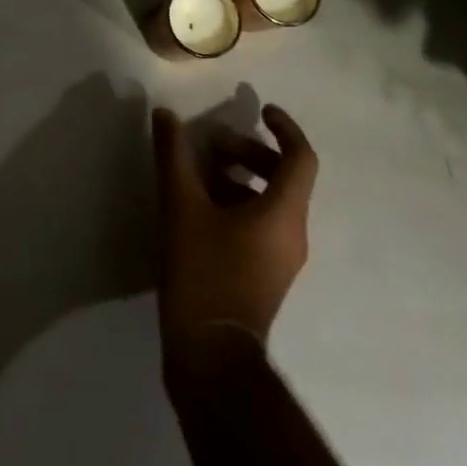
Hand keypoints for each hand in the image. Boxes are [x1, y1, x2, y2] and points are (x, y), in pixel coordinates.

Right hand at [150, 103, 318, 362]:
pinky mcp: (265, 276)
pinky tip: (197, 207)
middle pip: (282, 176)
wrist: (211, 356)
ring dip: (237, 177)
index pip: (301, 157)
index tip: (259, 108)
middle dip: (247, 151)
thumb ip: (174, 156)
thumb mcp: (182, 206)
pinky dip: (235, 203)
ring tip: (196, 174)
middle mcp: (292, 233)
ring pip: (268, 201)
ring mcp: (281, 259)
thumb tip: (165, 115)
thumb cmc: (204, 273)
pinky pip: (259, 224)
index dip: (284, 127)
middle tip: (209, 145)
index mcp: (284, 213)